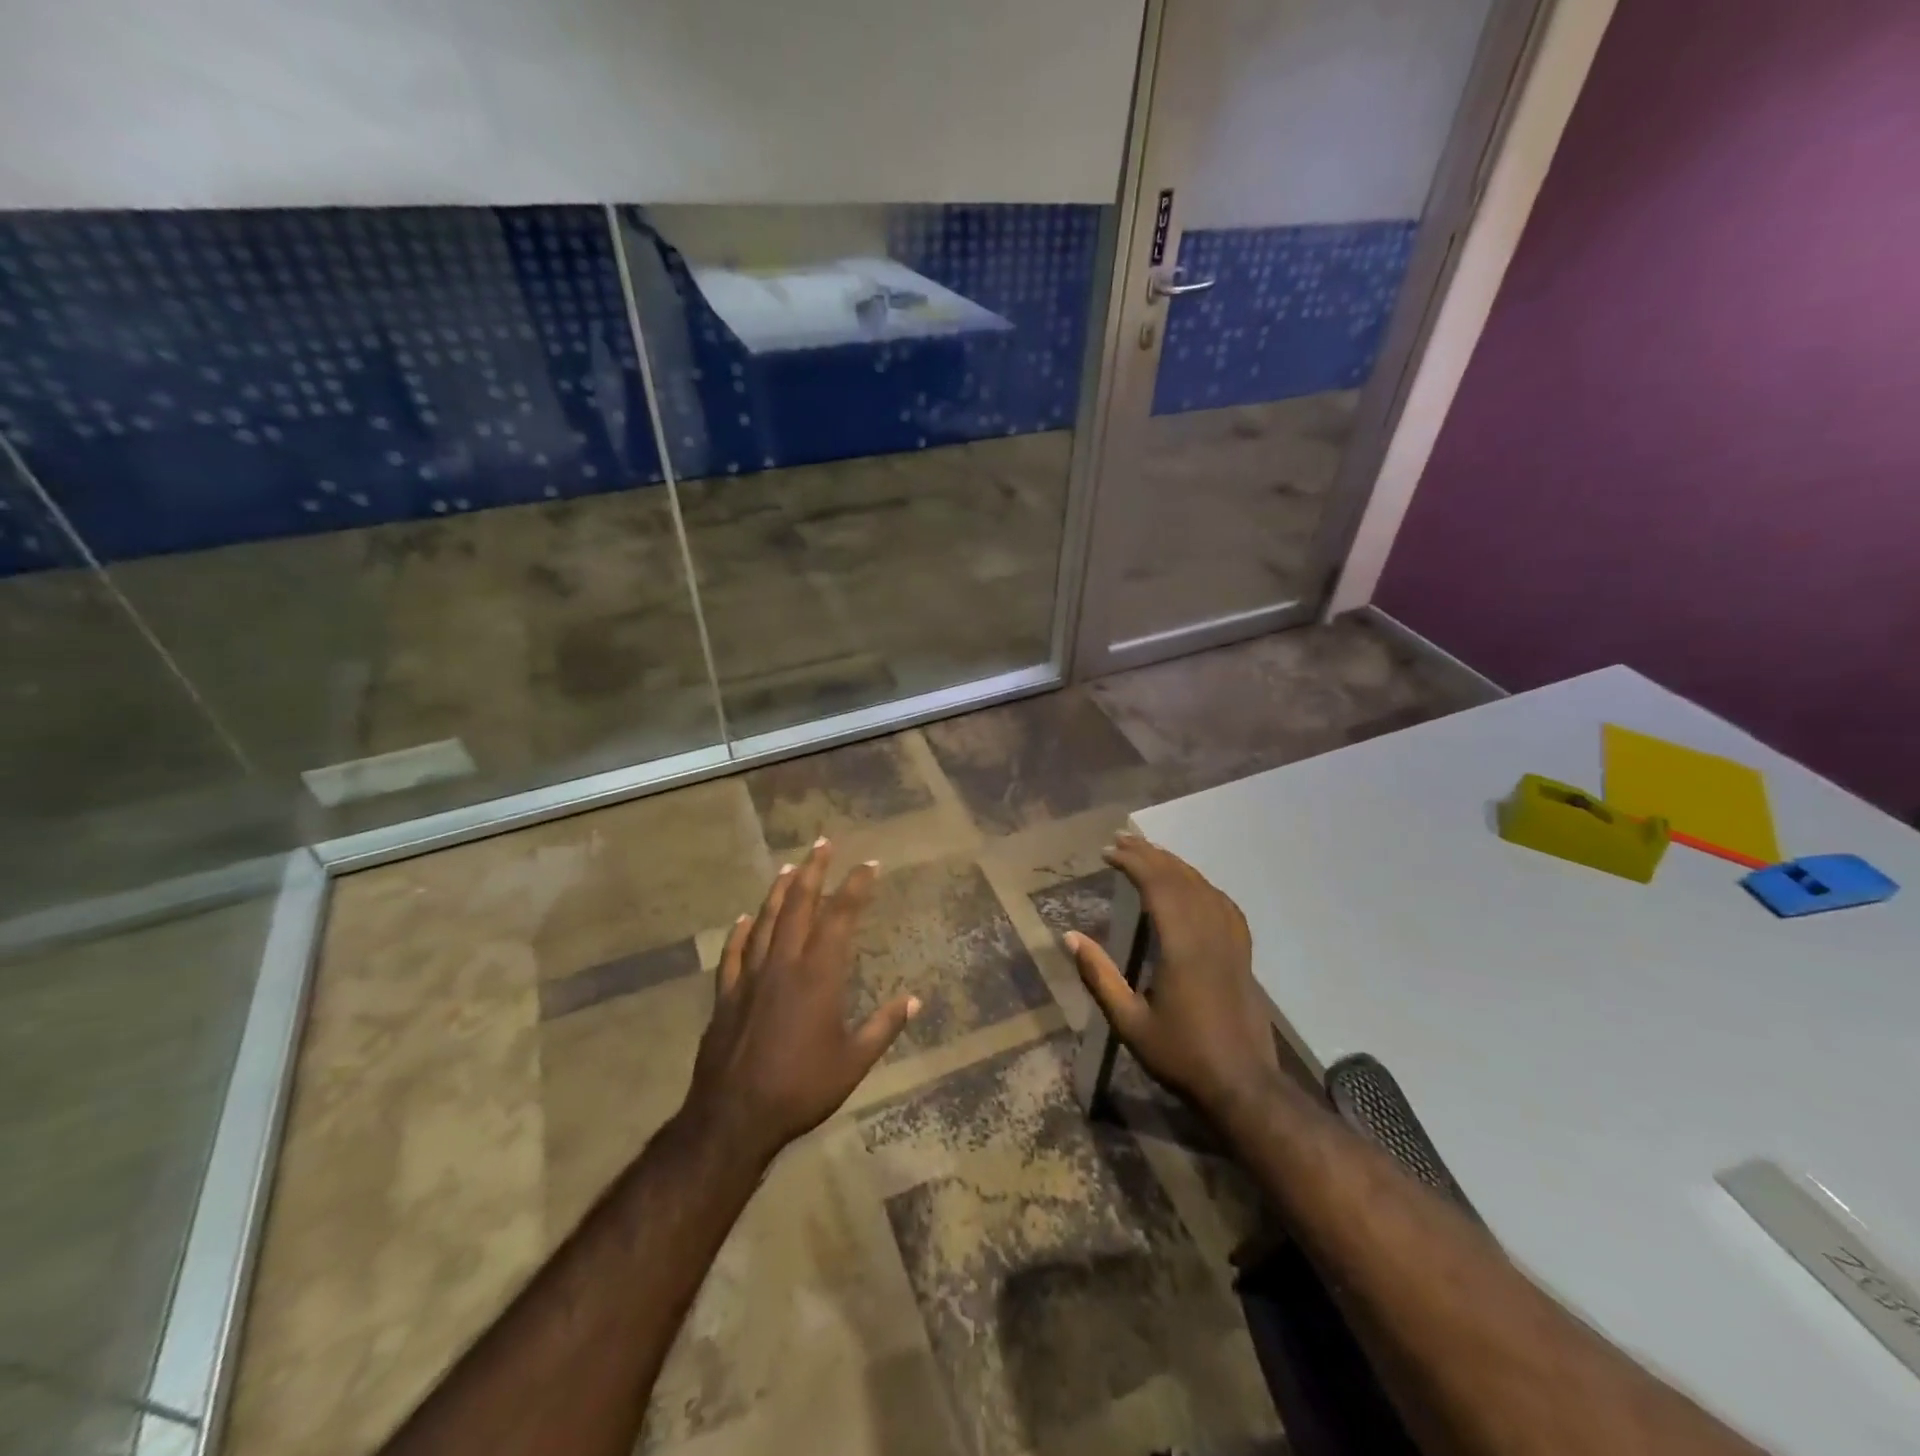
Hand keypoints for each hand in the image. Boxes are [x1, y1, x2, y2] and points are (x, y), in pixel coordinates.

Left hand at [682, 838, 918, 1168]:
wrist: (734, 1117)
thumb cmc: (801, 1088)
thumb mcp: (853, 1062)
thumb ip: (884, 1027)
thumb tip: (915, 1000)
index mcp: (818, 975)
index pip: (840, 917)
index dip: (855, 887)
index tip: (869, 865)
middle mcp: (784, 964)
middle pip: (799, 906)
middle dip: (814, 871)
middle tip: (823, 843)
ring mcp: (751, 977)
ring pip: (766, 921)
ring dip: (779, 891)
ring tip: (789, 867)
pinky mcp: (726, 996)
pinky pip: (733, 954)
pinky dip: (740, 932)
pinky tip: (743, 919)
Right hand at [1067, 833, 1284, 1126]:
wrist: (1243, 1086)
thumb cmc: (1181, 1056)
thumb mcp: (1129, 1023)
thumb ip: (1099, 977)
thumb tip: (1070, 937)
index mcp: (1182, 946)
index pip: (1158, 886)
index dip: (1133, 862)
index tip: (1108, 852)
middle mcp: (1209, 934)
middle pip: (1180, 878)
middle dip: (1150, 854)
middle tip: (1121, 840)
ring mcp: (1231, 942)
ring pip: (1204, 886)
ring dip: (1175, 864)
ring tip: (1150, 853)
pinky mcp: (1243, 954)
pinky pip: (1224, 904)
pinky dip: (1202, 885)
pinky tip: (1193, 886)